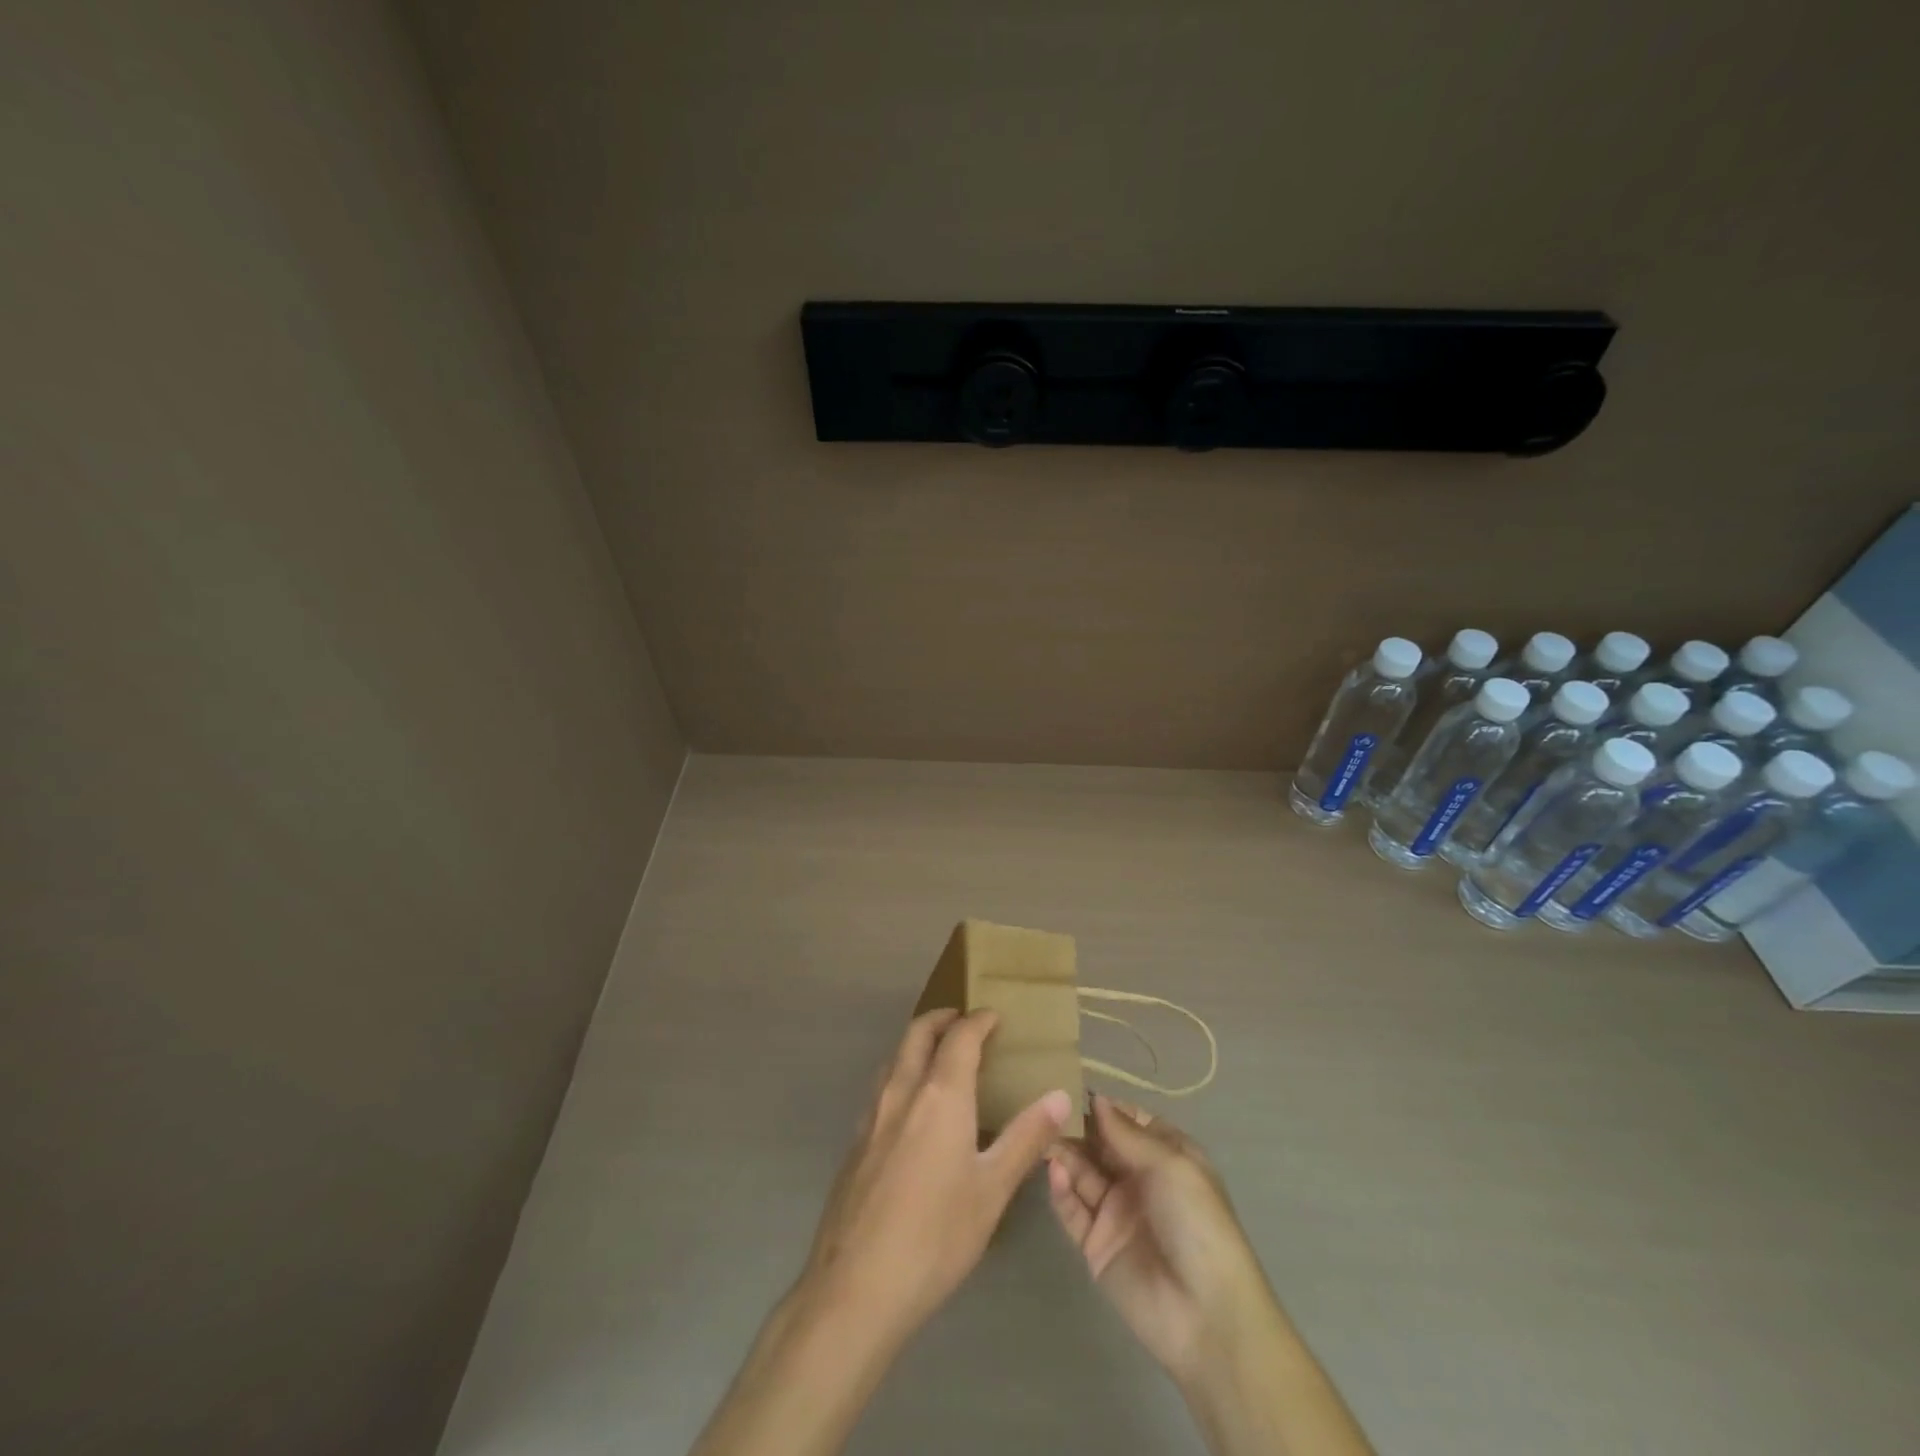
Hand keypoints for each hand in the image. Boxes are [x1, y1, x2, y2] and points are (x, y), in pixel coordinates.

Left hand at [798, 1008, 1072, 1350]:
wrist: (856, 1286)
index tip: (994, 1015)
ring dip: (917, 1044)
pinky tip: (914, 1109)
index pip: (960, 1037)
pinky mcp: (855, 1142)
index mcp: (940, 1095)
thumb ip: (1026, 1138)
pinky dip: (902, 1075)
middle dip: (941, 1018)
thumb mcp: (992, 1190)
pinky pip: (882, 1088)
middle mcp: (902, 1092)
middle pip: (917, 1034)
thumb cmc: (936, 1236)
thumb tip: (1060, 1097)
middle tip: (964, 1020)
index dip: (978, 1020)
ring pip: (894, 1058)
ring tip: (941, 1058)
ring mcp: (871, 1116)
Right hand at [1046, 1095, 1278, 1383]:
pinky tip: (1054, 1171)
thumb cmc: (1198, 1224)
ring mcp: (1116, 1212)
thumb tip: (1097, 1098)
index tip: (1070, 1086)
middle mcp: (1139, 1179)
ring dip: (1064, 1153)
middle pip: (1099, 1144)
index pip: (1128, 1121)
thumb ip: (1127, 1133)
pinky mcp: (1096, 1244)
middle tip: (1044, 1108)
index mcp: (1166, 1156)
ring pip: (1082, 1172)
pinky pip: (1073, 1209)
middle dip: (1076, 1126)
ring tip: (1041, 1135)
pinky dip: (1061, 1189)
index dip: (1103, 1106)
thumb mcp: (1171, 1166)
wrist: (1207, 1316)